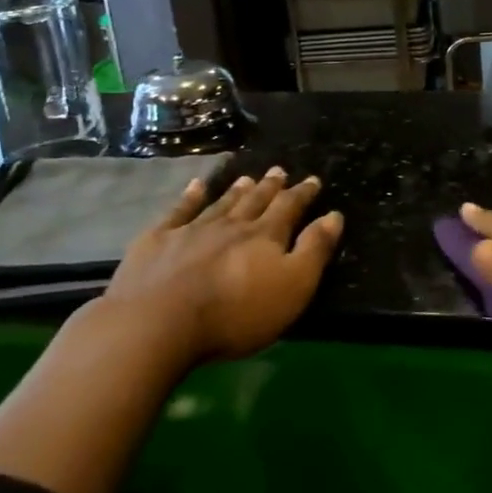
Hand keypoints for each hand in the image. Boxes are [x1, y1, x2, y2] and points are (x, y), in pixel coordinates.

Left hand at [101, 167, 343, 364]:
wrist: (159, 322)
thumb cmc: (235, 313)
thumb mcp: (292, 287)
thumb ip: (314, 250)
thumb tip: (333, 215)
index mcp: (265, 236)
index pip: (289, 208)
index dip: (303, 194)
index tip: (313, 180)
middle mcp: (231, 225)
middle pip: (255, 201)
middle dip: (270, 187)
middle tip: (279, 170)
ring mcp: (191, 230)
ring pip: (221, 204)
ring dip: (236, 190)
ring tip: (246, 177)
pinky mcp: (157, 241)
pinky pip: (178, 211)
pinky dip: (189, 197)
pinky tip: (195, 186)